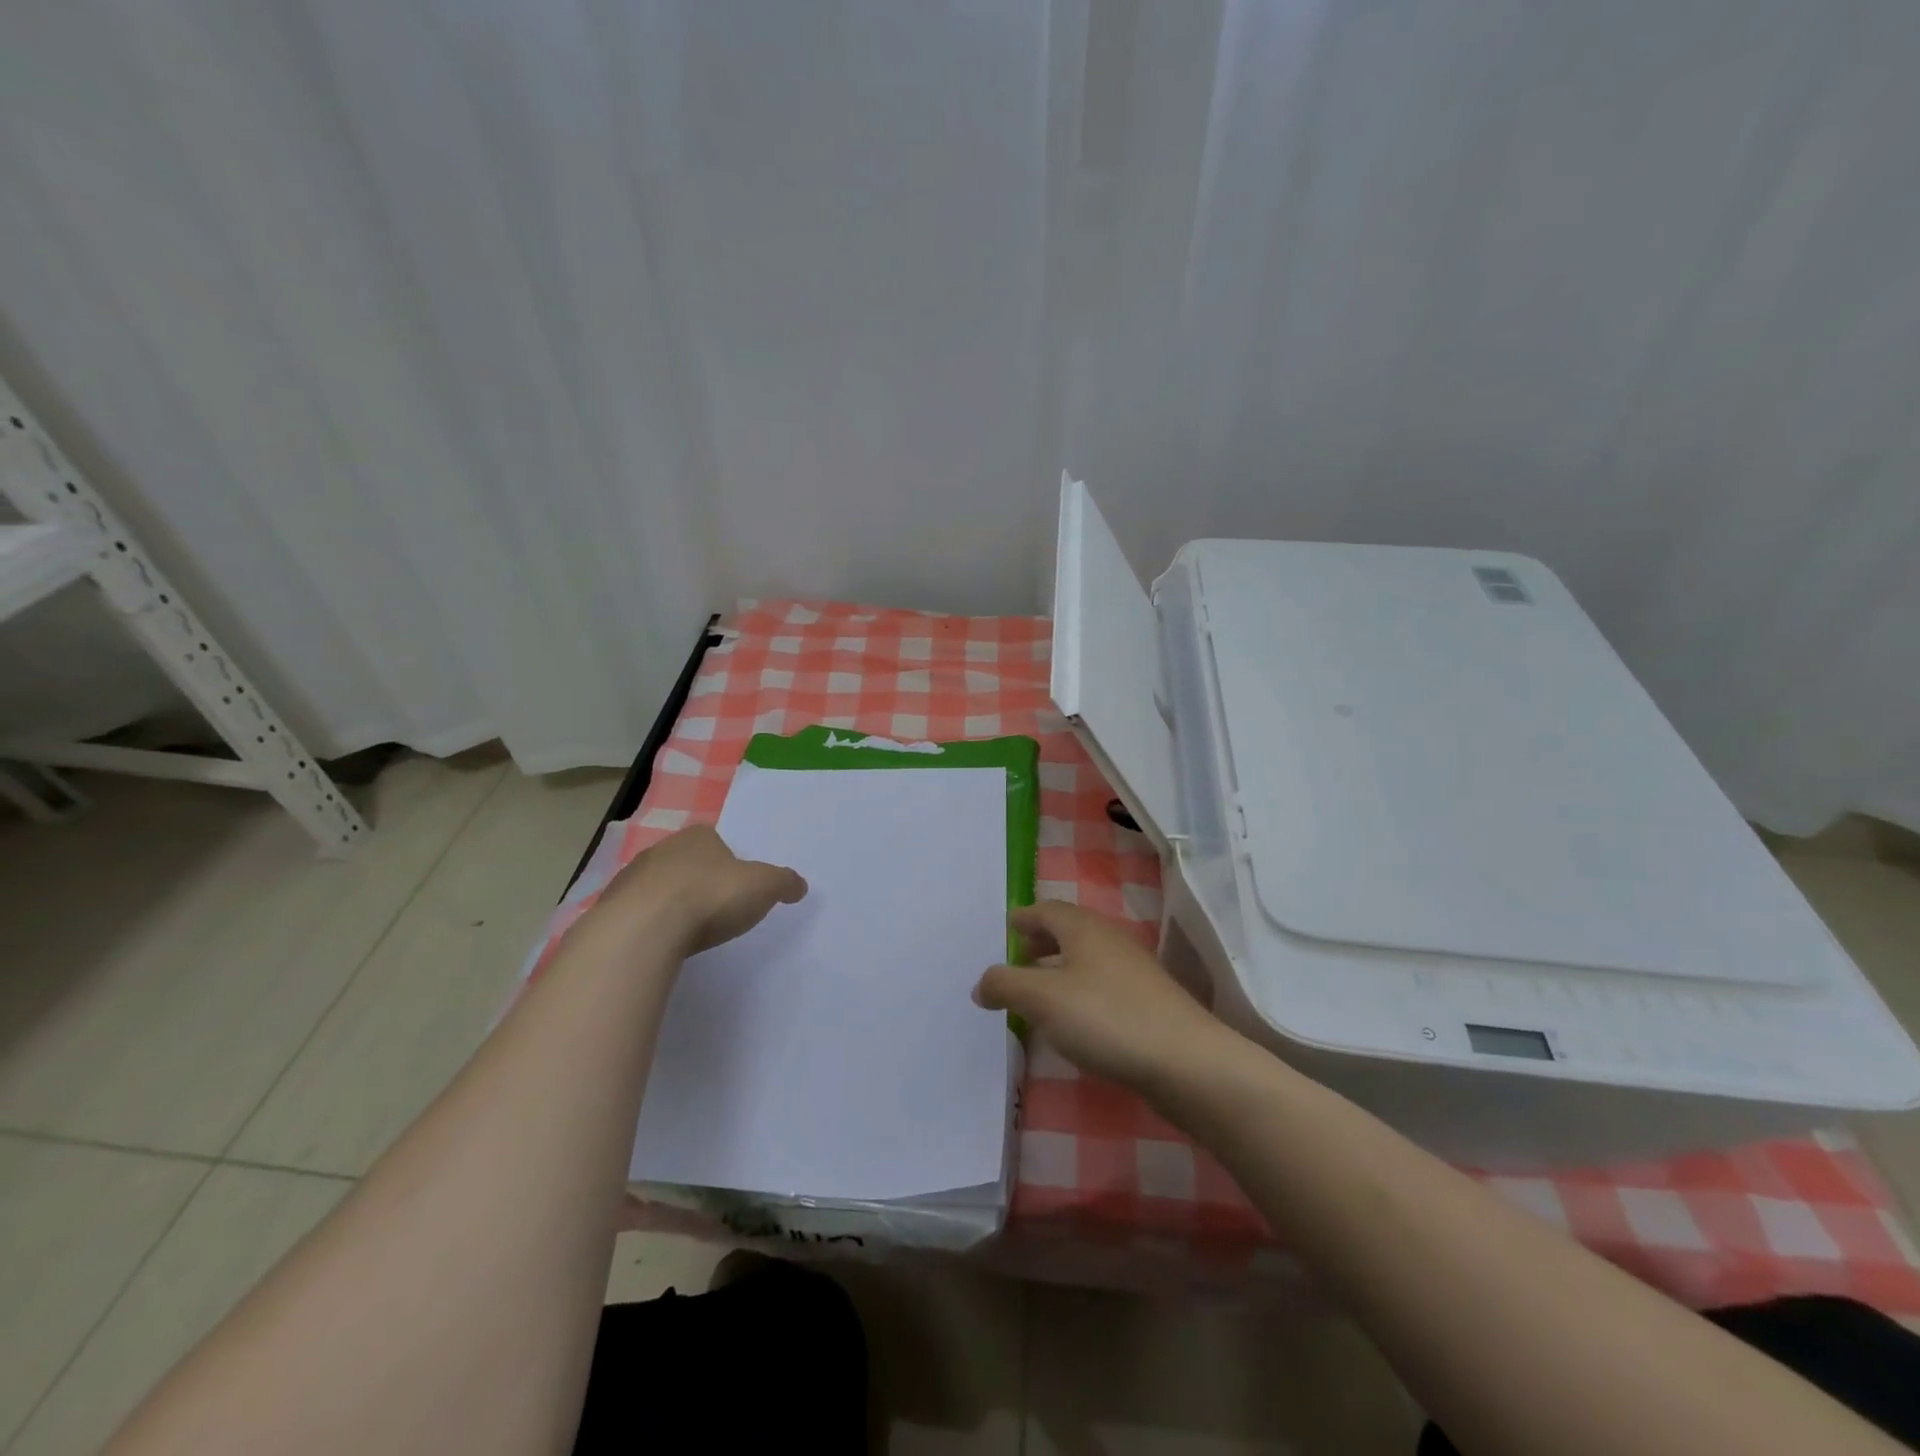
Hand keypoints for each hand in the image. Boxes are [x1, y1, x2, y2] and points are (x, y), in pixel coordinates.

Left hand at [590, 824, 806, 955]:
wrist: (645, 929)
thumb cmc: (710, 896)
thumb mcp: (764, 886)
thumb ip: (784, 882)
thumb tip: (799, 885)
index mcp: (698, 837)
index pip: (716, 841)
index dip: (728, 862)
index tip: (737, 886)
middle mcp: (661, 850)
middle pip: (685, 863)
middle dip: (698, 881)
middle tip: (715, 909)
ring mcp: (630, 879)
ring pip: (657, 888)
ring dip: (670, 904)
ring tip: (688, 932)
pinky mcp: (610, 910)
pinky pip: (636, 915)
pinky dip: (648, 926)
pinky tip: (661, 945)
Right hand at [973, 900, 1235, 1092]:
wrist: (1186, 1061)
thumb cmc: (1107, 1018)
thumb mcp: (1043, 1000)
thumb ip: (1006, 985)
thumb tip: (980, 984)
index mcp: (1083, 928)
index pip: (1047, 910)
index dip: (1024, 917)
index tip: (1006, 927)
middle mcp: (1109, 940)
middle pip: (1068, 930)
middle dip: (1041, 941)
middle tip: (1017, 956)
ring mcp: (1133, 970)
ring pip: (1086, 958)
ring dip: (1059, 967)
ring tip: (1038, 990)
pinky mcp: (1148, 1001)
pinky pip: (1102, 983)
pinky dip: (1079, 989)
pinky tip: (1074, 1018)